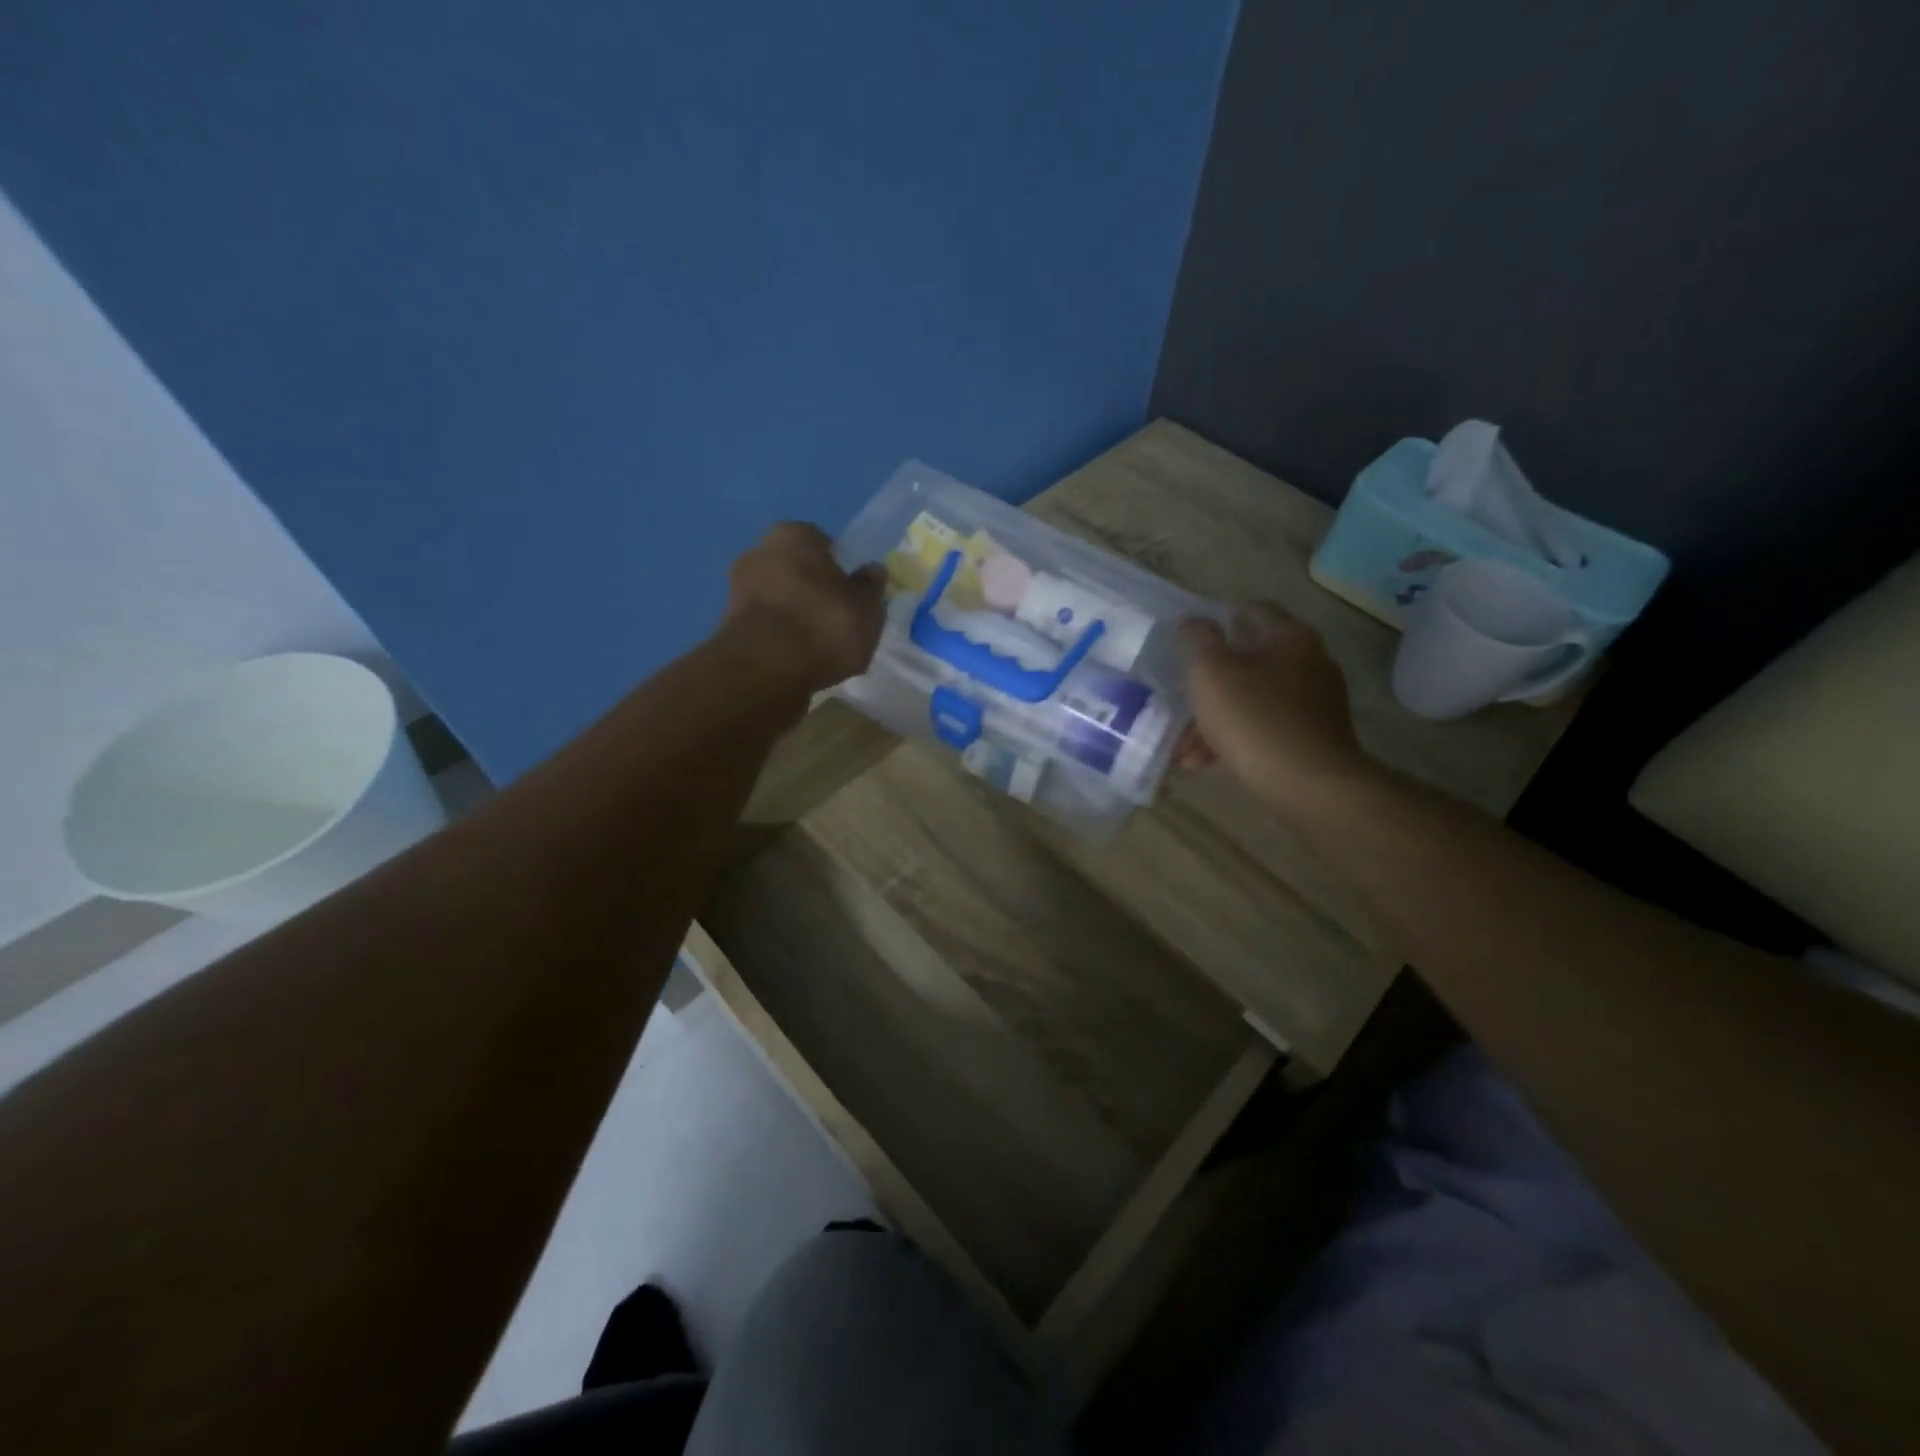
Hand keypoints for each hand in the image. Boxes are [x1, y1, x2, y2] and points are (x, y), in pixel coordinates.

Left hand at [722, 523, 886, 693]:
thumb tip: (873, 571)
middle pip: (796, 568)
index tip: (852, 592)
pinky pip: (766, 624)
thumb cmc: (824, 625)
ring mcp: (738, 589)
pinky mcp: (728, 625)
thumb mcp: (866, 608)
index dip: (839, 566)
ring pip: (778, 597)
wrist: (765, 670)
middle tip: (838, 617)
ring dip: (796, 614)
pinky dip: (780, 636)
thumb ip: (870, 587)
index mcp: (794, 535)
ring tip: (820, 644)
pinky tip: (798, 658)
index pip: (822, 542)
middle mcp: (759, 552)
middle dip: (813, 588)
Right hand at [1177, 607, 1372, 811]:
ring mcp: (1315, 704)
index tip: (1188, 634)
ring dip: (1215, 717)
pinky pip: (1263, 730)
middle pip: (1249, 660)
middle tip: (1180, 694)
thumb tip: (1192, 621)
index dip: (1217, 616)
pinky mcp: (1313, 740)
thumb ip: (1196, 639)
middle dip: (1209, 680)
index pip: (1251, 609)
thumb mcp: (1210, 671)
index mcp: (1289, 636)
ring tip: (1183, 746)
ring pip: (1252, 700)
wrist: (1309, 784)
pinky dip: (1234, 740)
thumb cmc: (1253, 717)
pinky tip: (1205, 762)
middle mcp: (1310, 663)